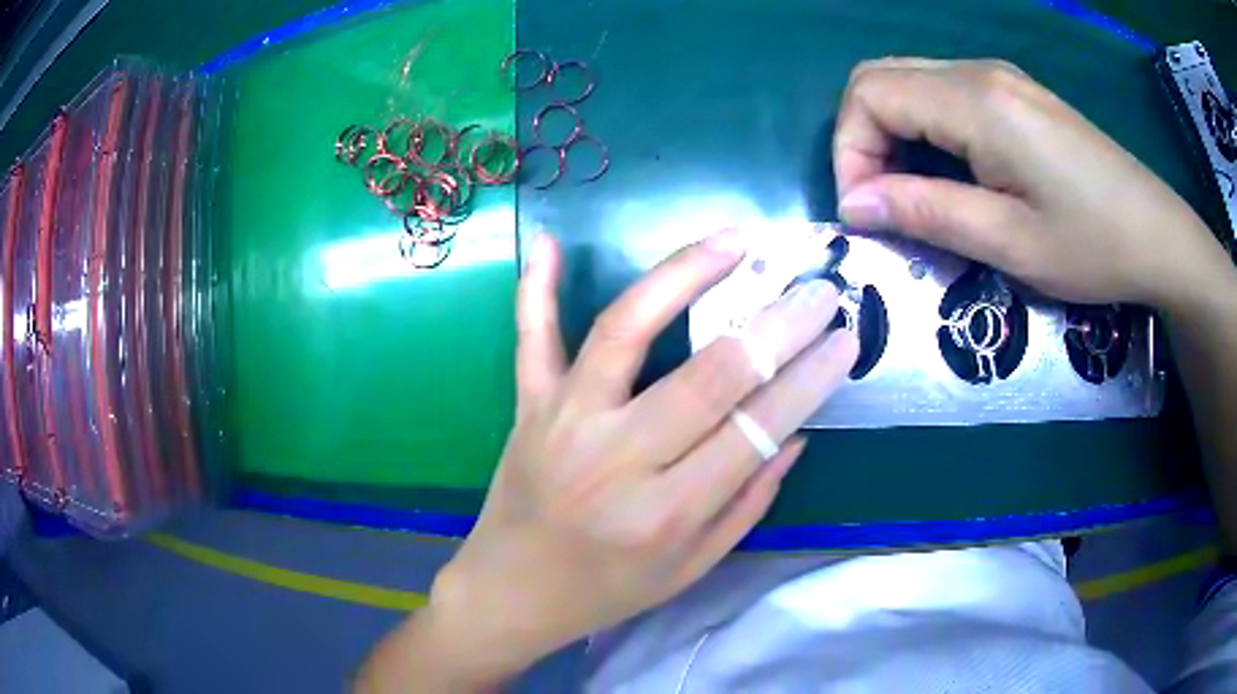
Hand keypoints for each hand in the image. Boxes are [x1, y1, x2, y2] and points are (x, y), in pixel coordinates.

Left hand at [424, 230, 857, 682]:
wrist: (512, 591)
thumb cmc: (607, 589)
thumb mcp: (691, 567)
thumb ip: (748, 502)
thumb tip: (796, 431)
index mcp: (665, 512)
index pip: (755, 428)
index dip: (809, 379)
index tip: (845, 338)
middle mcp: (616, 458)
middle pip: (710, 374)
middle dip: (777, 326)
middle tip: (819, 289)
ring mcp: (563, 421)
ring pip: (626, 330)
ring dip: (683, 276)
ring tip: (732, 241)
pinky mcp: (529, 405)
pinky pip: (531, 338)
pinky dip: (537, 289)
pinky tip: (554, 242)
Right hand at [833, 58, 1232, 311]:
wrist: (1158, 235)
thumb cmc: (1093, 245)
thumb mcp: (1009, 242)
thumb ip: (927, 213)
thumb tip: (855, 206)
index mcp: (976, 102)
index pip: (870, 94)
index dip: (850, 151)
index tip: (869, 212)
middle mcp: (978, 72)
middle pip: (880, 77)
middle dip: (862, 138)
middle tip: (883, 202)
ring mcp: (999, 78)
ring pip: (910, 82)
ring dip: (893, 134)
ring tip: (915, 194)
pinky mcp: (1015, 93)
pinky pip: (944, 94)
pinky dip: (925, 129)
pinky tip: (951, 172)